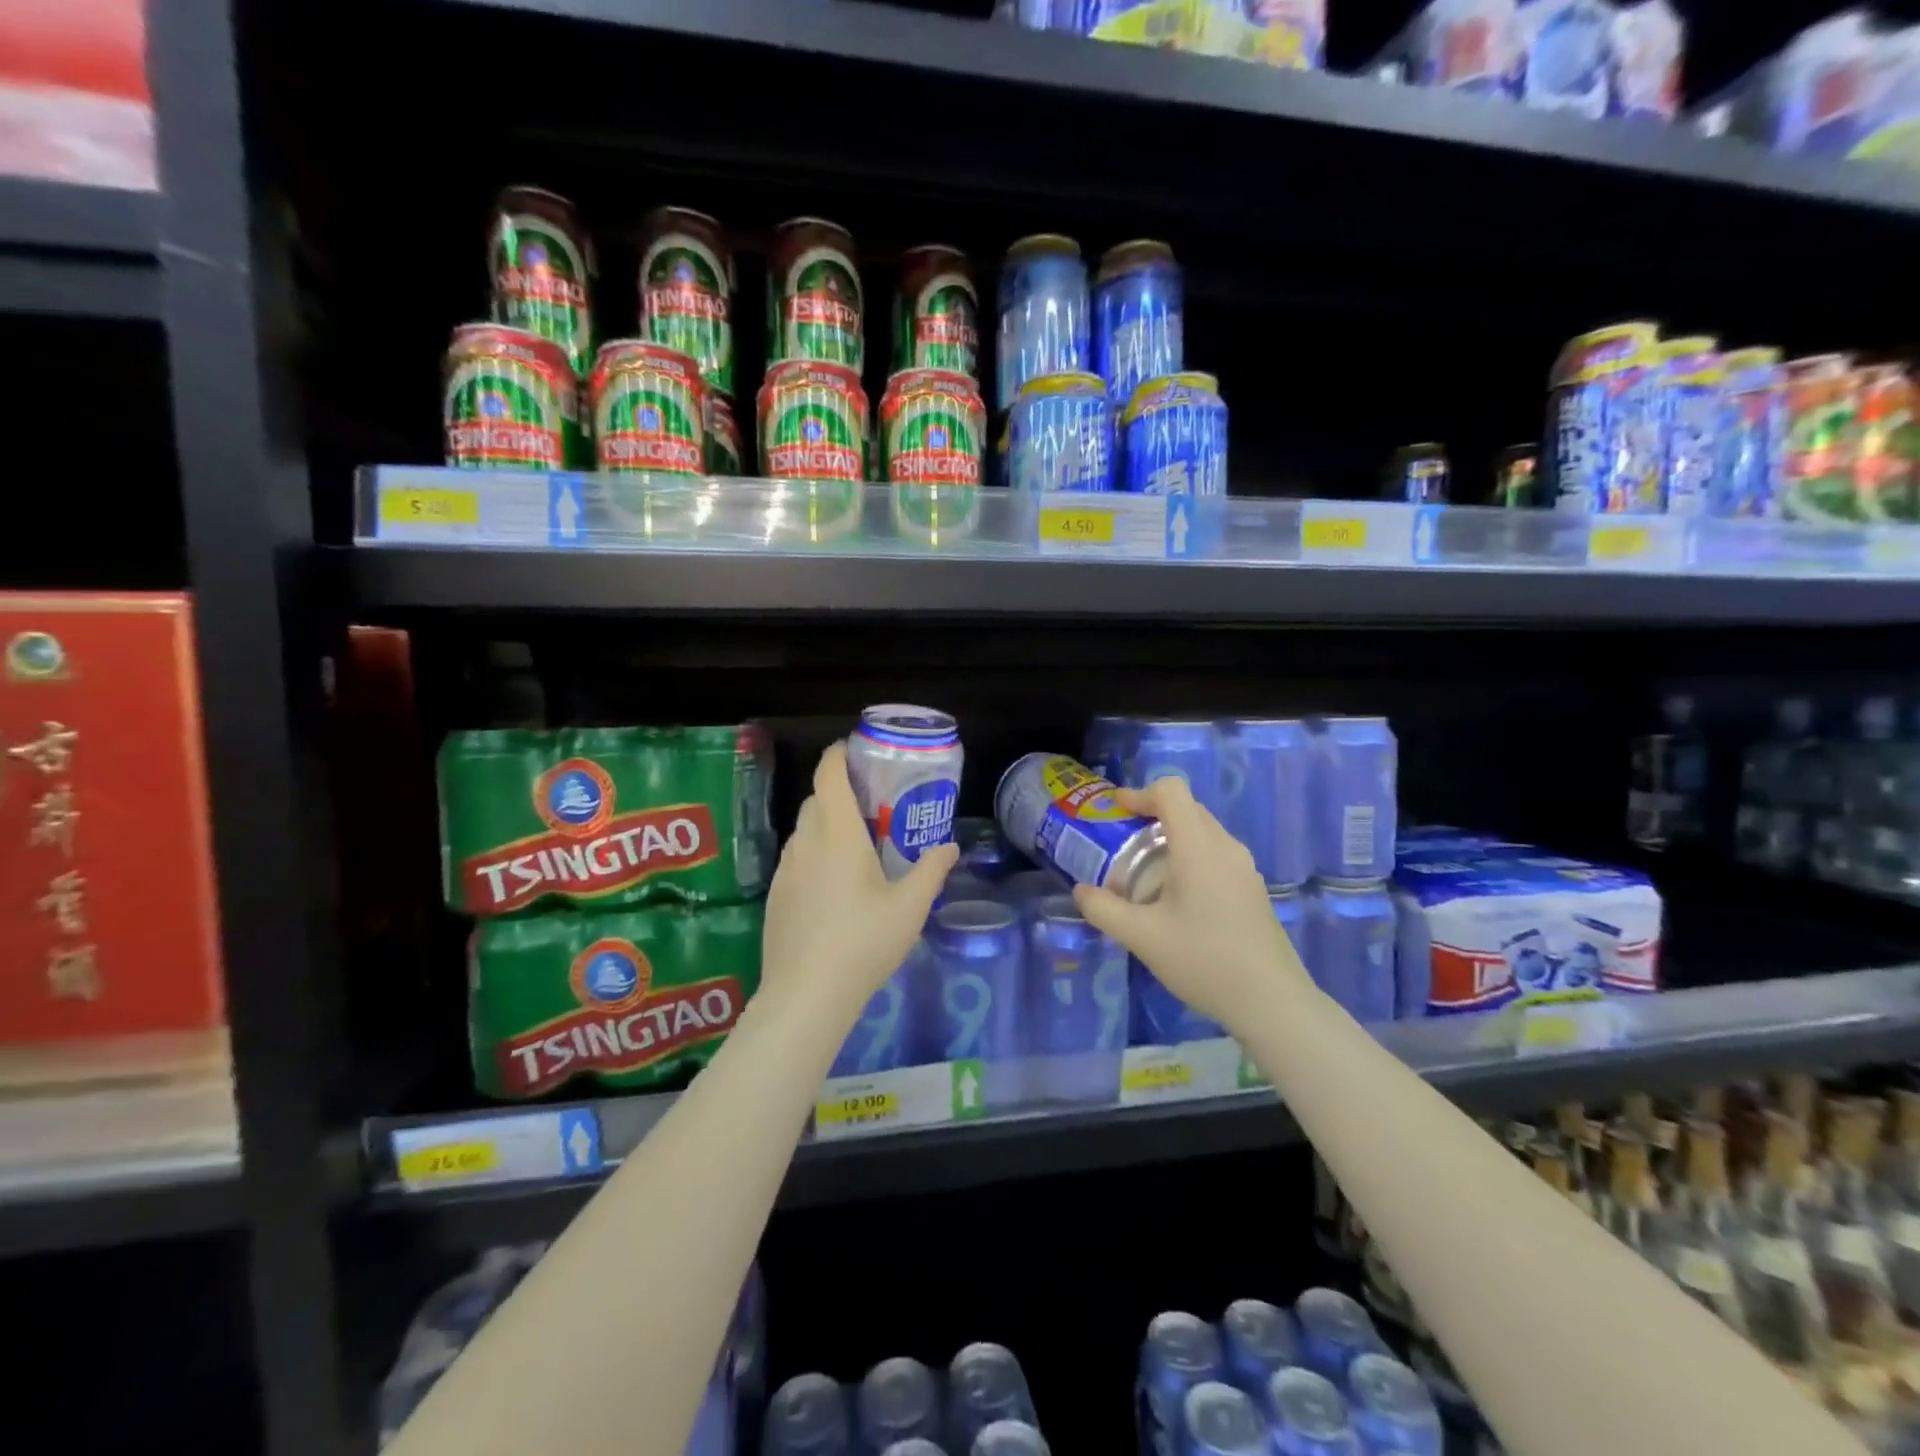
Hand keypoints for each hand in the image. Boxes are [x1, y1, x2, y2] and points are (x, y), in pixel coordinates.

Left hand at [760, 743, 958, 1022]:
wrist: (806, 995)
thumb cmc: (863, 943)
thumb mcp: (909, 908)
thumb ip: (931, 871)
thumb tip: (949, 847)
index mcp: (837, 834)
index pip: (828, 774)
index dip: (839, 755)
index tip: (858, 751)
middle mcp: (806, 842)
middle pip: (816, 799)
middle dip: (839, 792)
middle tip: (872, 806)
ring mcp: (786, 870)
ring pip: (805, 830)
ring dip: (827, 825)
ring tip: (857, 846)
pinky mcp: (776, 895)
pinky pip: (797, 859)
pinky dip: (815, 854)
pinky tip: (835, 886)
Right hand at [1071, 777, 1311, 1033]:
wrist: (1272, 1002)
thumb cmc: (1203, 960)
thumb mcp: (1142, 938)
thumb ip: (1104, 909)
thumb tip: (1081, 891)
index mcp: (1198, 847)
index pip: (1172, 791)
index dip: (1140, 793)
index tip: (1116, 811)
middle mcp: (1225, 847)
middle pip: (1187, 808)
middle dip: (1151, 815)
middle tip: (1121, 841)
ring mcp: (1244, 868)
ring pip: (1203, 831)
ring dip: (1171, 838)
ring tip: (1144, 872)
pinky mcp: (1252, 888)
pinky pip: (1215, 854)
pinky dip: (1189, 857)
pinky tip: (1175, 898)